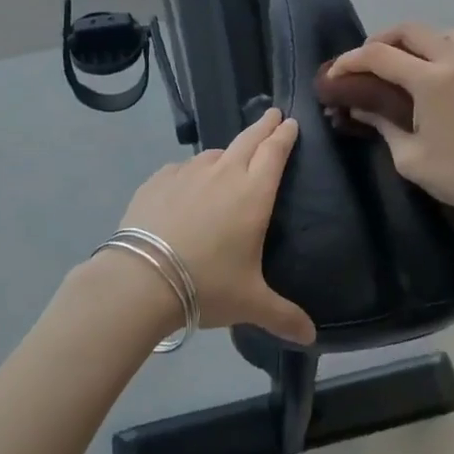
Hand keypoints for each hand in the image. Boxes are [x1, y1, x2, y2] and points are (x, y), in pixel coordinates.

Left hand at [113, 109, 315, 344]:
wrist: (142, 277)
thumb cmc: (207, 285)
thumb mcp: (250, 303)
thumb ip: (283, 316)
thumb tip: (311, 338)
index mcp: (253, 193)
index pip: (275, 152)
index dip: (284, 135)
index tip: (290, 121)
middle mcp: (224, 173)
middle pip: (248, 139)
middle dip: (263, 126)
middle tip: (272, 114)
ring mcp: (188, 172)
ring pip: (214, 153)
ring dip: (227, 152)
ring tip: (230, 159)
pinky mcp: (158, 179)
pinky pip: (182, 168)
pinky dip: (192, 172)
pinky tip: (188, 185)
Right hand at [328, 23, 453, 228]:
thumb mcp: (410, 158)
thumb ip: (382, 124)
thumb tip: (360, 108)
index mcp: (432, 80)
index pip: (380, 56)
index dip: (351, 60)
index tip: (335, 73)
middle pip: (412, 30)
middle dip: (383, 40)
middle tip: (368, 63)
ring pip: (444, 35)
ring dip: (419, 43)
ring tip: (407, 67)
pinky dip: (445, 55)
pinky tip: (441, 83)